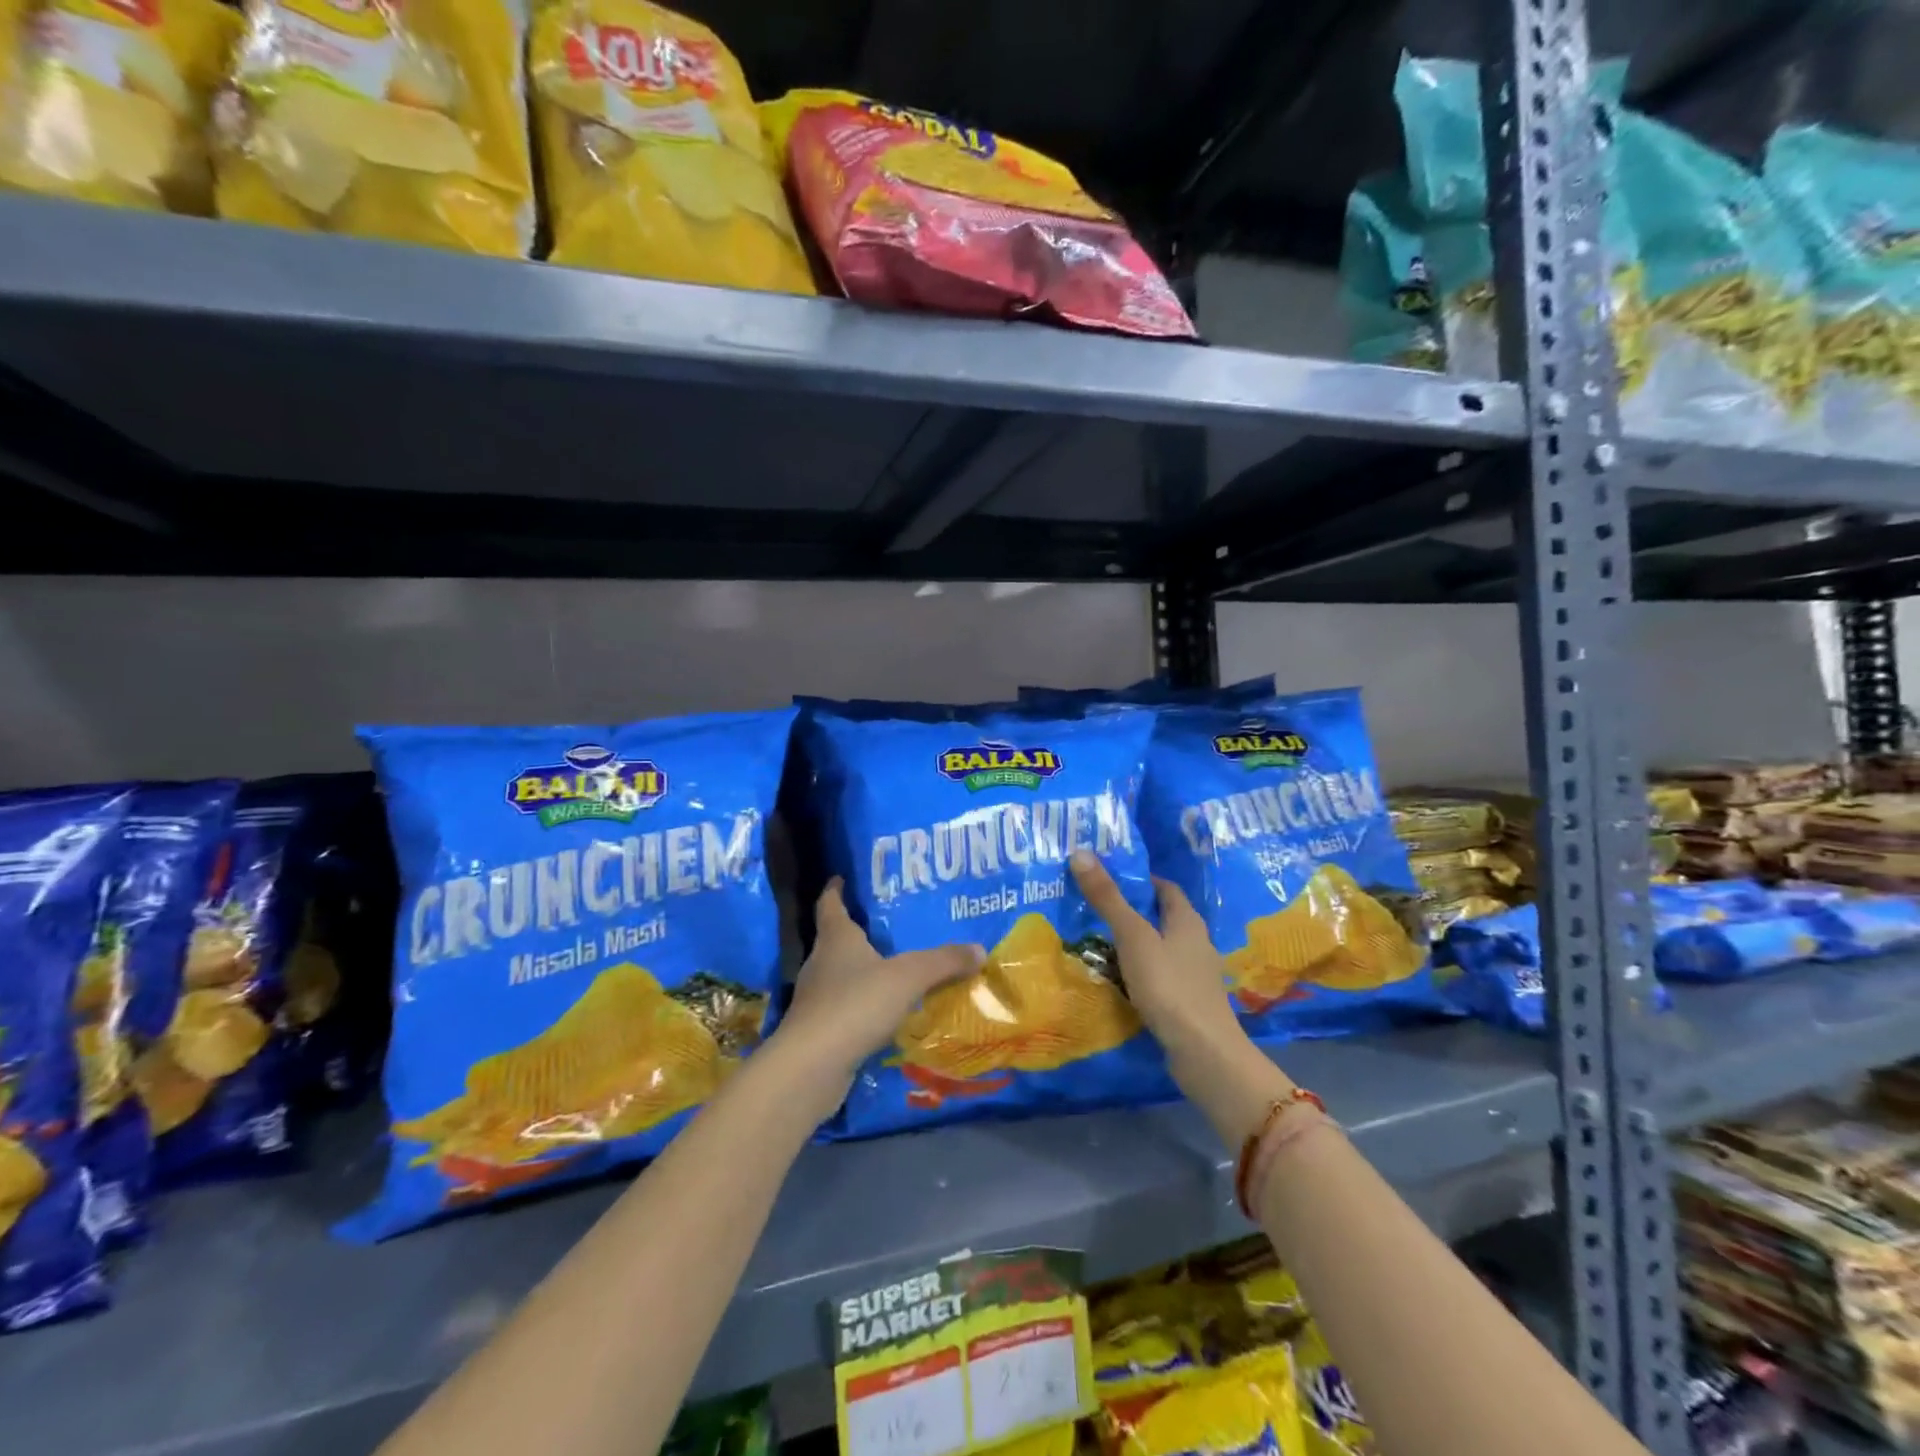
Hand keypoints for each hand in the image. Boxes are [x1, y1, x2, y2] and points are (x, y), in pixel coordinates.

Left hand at [774, 879, 984, 1087]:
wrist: (811, 1067)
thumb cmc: (856, 1004)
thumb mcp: (908, 977)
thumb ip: (943, 961)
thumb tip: (979, 949)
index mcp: (836, 939)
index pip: (830, 904)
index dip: (835, 889)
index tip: (842, 877)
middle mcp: (821, 963)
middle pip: (837, 939)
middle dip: (860, 931)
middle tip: (890, 924)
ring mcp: (816, 999)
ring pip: (842, 976)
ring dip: (864, 972)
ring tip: (896, 969)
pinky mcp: (819, 1032)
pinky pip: (847, 1009)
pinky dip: (865, 1007)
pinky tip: (888, 1014)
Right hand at [1067, 850, 1242, 1064]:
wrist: (1204, 1053)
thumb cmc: (1169, 986)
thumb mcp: (1133, 937)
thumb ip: (1108, 898)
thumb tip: (1082, 852)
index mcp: (1188, 920)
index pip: (1164, 888)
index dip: (1138, 880)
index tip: (1106, 879)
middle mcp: (1196, 942)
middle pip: (1162, 918)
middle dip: (1131, 912)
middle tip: (1092, 909)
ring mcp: (1195, 976)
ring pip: (1160, 949)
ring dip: (1134, 945)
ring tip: (1097, 944)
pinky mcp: (1189, 1003)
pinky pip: (1160, 977)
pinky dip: (1140, 973)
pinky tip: (1118, 981)